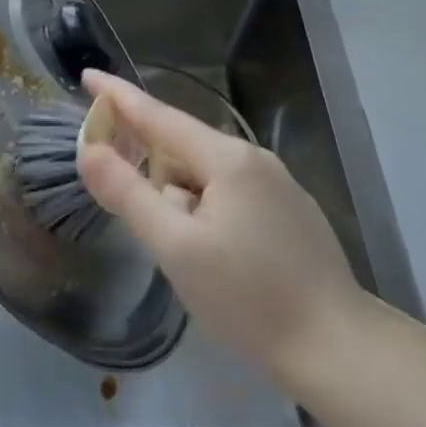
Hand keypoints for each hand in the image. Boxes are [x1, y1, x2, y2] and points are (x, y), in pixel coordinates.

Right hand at [76, 70, 369, 396]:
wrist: (339, 350)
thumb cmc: (249, 298)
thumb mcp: (176, 248)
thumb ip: (128, 193)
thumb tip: (88, 149)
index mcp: (227, 159)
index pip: (158, 115)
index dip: (117, 96)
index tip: (86, 76)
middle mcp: (254, 160)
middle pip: (181, 147)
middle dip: (149, 169)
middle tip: (132, 210)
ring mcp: (277, 185)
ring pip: (204, 174)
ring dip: (178, 198)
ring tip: (182, 252)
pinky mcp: (289, 213)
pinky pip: (228, 193)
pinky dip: (203, 209)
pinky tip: (212, 254)